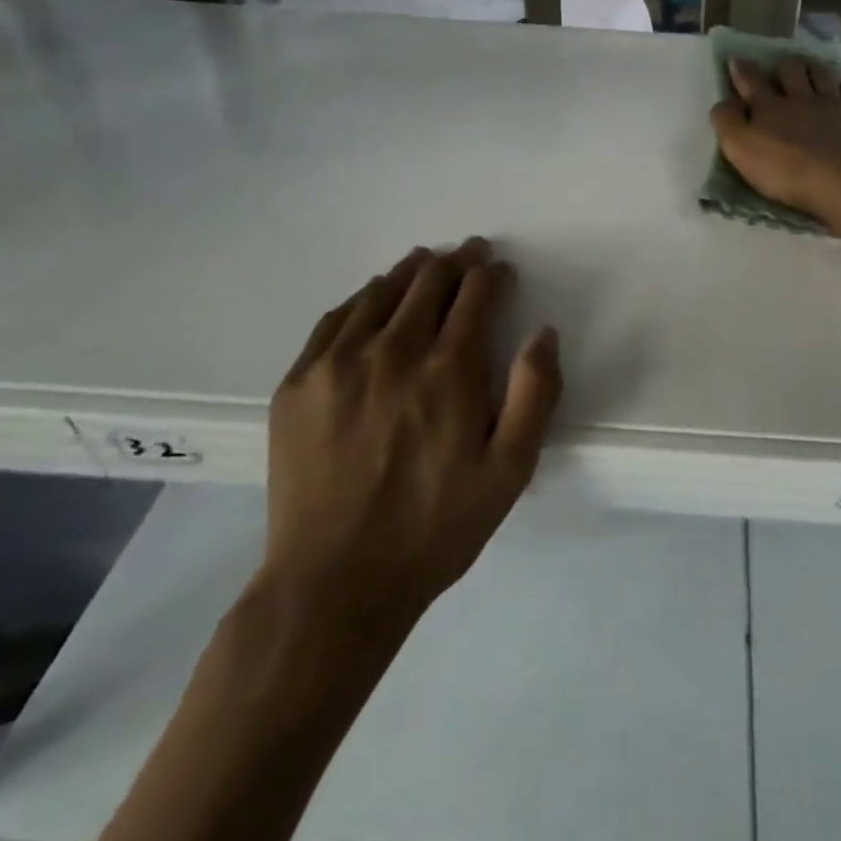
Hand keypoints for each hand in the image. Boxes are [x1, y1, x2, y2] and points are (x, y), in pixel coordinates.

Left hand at [257, 239, 561, 645]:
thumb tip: (542, 332)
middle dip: (458, 262)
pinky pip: (336, 317)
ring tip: (426, 264)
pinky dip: (363, 297)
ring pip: (382, 290)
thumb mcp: (510, 471)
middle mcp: (394, 350)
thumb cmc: (434, 528)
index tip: (501, 271)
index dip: (493, 273)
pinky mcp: (298, 382)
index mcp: (450, 369)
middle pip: (430, 280)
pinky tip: (373, 298)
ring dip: (412, 271)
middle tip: (469, 255)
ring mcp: (338, 363)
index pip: (476, 292)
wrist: (333, 585)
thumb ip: (535, 394)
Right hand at [709, 57, 840, 220]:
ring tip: (808, 67)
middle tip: (779, 66)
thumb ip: (728, 122)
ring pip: (821, 75)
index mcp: (769, 108)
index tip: (736, 59)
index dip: (741, 70)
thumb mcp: (741, 149)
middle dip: (782, 66)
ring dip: (812, 68)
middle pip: (790, 72)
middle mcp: (801, 98)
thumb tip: (724, 102)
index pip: (751, 82)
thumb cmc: (787, 170)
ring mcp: (834, 105)